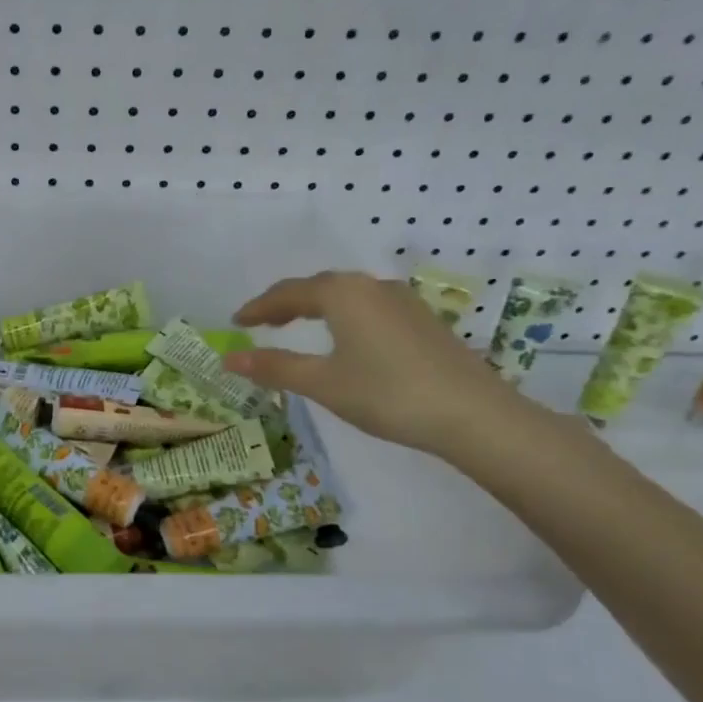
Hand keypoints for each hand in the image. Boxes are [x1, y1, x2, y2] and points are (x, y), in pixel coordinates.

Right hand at [223, 270, 524, 457]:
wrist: (473, 414)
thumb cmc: (387, 394)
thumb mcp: (323, 383)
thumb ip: (275, 367)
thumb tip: (229, 359)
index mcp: (342, 294)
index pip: (288, 293)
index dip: (258, 308)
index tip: (235, 322)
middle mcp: (371, 286)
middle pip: (318, 287)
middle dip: (285, 303)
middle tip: (261, 322)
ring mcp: (402, 300)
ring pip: (346, 295)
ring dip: (316, 307)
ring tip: (296, 326)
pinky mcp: (422, 319)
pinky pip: (368, 306)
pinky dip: (342, 315)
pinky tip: (345, 336)